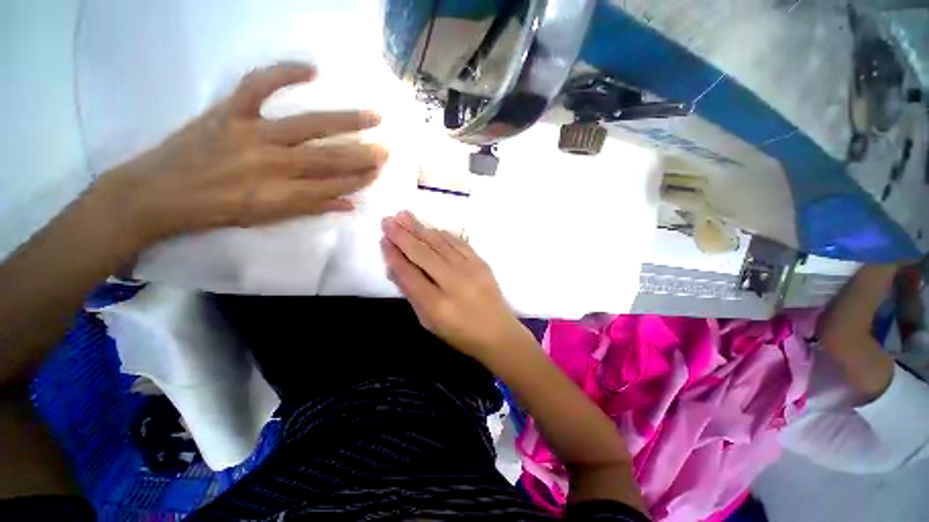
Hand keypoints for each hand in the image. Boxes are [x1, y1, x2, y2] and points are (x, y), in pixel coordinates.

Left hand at [95, 62, 388, 245]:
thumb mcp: (268, 218)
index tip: (377, 172)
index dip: (360, 179)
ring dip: (346, 122)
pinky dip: (284, 74)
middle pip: (330, 158)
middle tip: (386, 149)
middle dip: (363, 155)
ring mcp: (252, 133)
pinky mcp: (229, 111)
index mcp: (284, 194)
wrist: (158, 194)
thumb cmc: (217, 212)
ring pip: (310, 126)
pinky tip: (312, 70)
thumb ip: (311, 208)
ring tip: (373, 117)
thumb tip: (349, 204)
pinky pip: (259, 86)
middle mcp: (275, 164)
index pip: (335, 185)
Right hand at [380, 211, 531, 361]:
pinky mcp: (482, 263)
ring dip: (421, 228)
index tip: (383, 239)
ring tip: (404, 215)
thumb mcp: (429, 322)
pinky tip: (431, 227)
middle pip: (423, 253)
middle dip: (403, 235)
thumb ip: (412, 294)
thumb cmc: (461, 334)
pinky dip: (443, 234)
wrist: (499, 333)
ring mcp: (470, 270)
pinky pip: (459, 243)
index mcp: (437, 305)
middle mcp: (453, 283)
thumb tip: (395, 267)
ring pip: (440, 243)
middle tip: (387, 219)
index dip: (394, 255)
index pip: (409, 274)